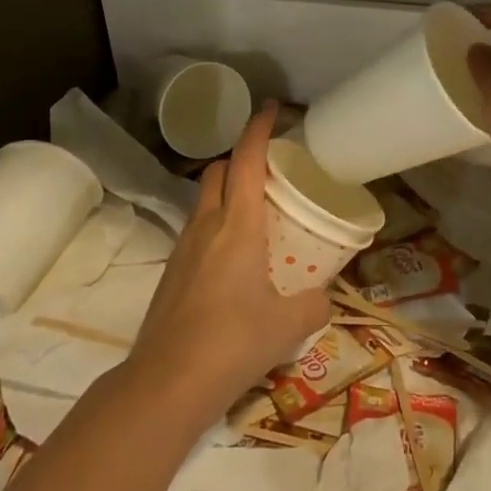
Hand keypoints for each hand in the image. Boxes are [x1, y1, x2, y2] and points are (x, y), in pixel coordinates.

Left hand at [129, 102, 330, 422]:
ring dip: (227, 193)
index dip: (259, 129)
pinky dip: (216, 226)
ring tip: (257, 214)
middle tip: (271, 170)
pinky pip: (196, 231)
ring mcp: (183, 248)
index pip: (247, 160)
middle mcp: (207, 226)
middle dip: (241, 159)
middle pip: (218, 171)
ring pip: (204, 201)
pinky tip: (234, 259)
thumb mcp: (288, 326)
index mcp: (238, 225)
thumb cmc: (233, 342)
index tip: (272, 108)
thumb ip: (314, 306)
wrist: (166, 382)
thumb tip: (324, 300)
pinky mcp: (171, 272)